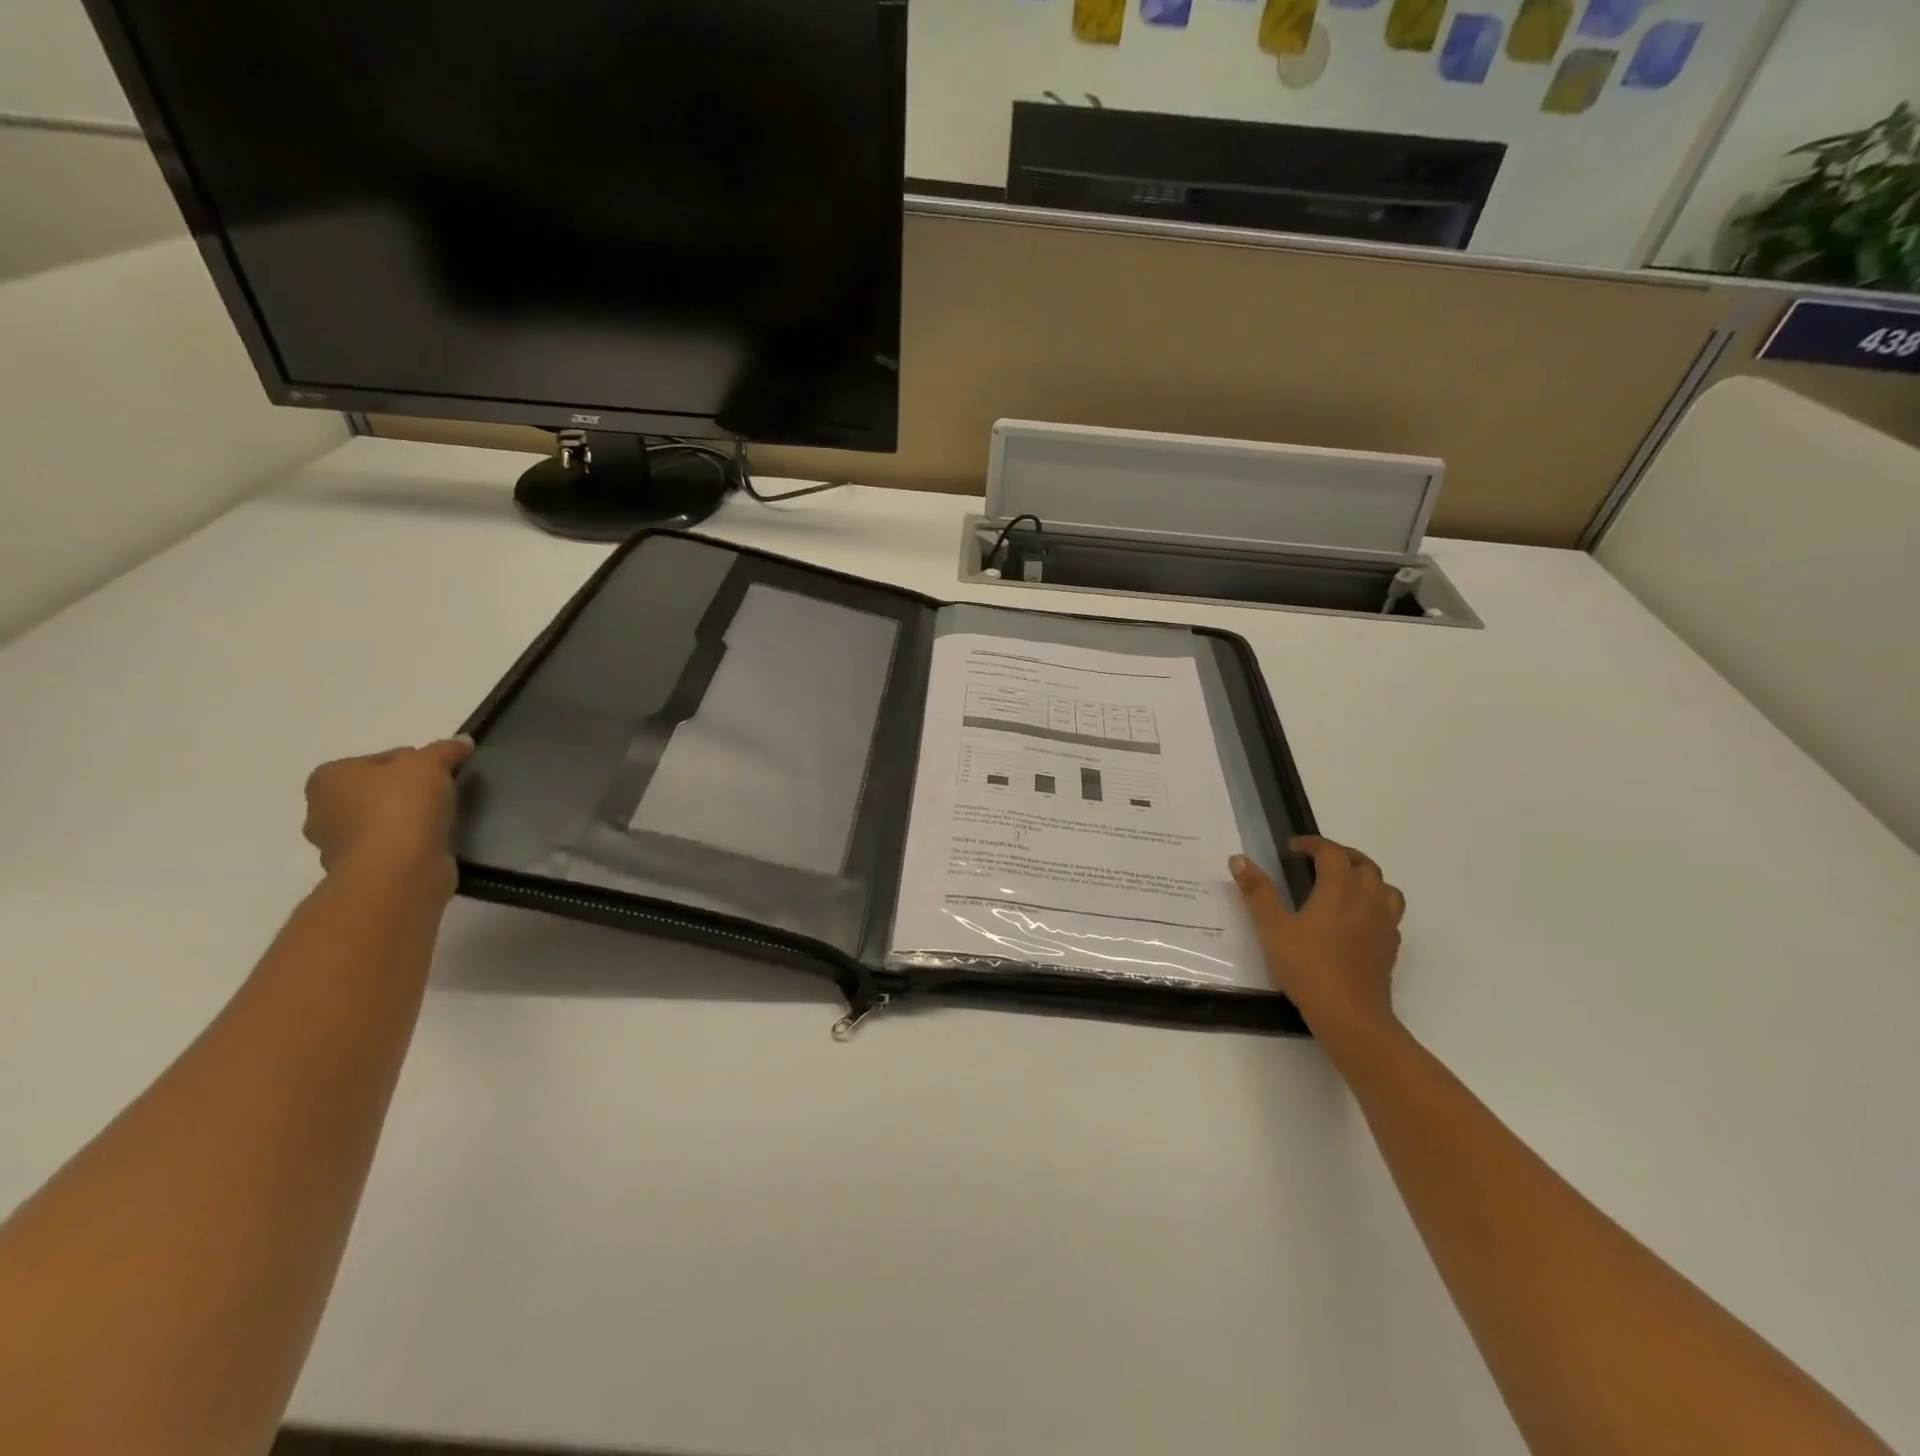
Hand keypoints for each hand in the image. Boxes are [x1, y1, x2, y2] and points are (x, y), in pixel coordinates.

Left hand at [303, 738, 473, 891]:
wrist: (397, 871)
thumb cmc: (402, 807)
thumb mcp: (430, 764)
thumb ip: (445, 750)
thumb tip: (462, 741)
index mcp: (329, 778)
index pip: (381, 759)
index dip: (416, 763)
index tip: (442, 773)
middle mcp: (323, 810)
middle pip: (377, 791)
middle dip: (406, 792)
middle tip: (443, 795)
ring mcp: (338, 845)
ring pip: (382, 820)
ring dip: (408, 819)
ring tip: (443, 820)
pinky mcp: (361, 871)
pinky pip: (391, 847)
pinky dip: (410, 843)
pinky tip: (434, 842)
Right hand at [1230, 837, 1405, 1039]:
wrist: (1350, 1015)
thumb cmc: (1307, 967)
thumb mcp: (1272, 928)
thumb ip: (1257, 891)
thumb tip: (1239, 859)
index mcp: (1339, 890)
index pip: (1332, 852)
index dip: (1313, 844)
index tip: (1293, 847)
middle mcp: (1366, 900)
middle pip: (1364, 864)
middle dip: (1342, 855)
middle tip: (1318, 860)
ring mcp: (1383, 924)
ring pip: (1385, 887)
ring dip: (1365, 877)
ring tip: (1344, 885)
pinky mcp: (1390, 947)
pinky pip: (1390, 913)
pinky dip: (1375, 904)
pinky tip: (1357, 920)